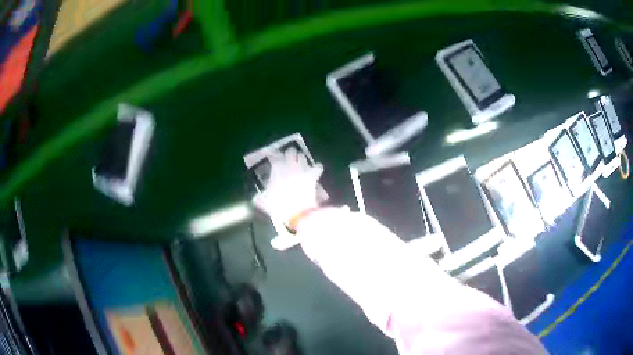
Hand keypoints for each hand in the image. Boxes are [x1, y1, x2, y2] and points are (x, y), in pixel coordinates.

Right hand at [253, 148, 323, 225]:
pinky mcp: (311, 177)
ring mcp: (301, 171)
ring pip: (302, 158)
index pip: (275, 159)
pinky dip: (317, 167)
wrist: (298, 213)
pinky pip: (317, 168)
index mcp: (277, 173)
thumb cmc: (280, 208)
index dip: (274, 156)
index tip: (273, 155)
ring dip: (301, 158)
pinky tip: (318, 167)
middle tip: (289, 155)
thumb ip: (261, 199)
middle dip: (289, 154)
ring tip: (301, 159)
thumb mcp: (267, 204)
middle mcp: (289, 168)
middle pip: (290, 154)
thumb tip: (255, 198)